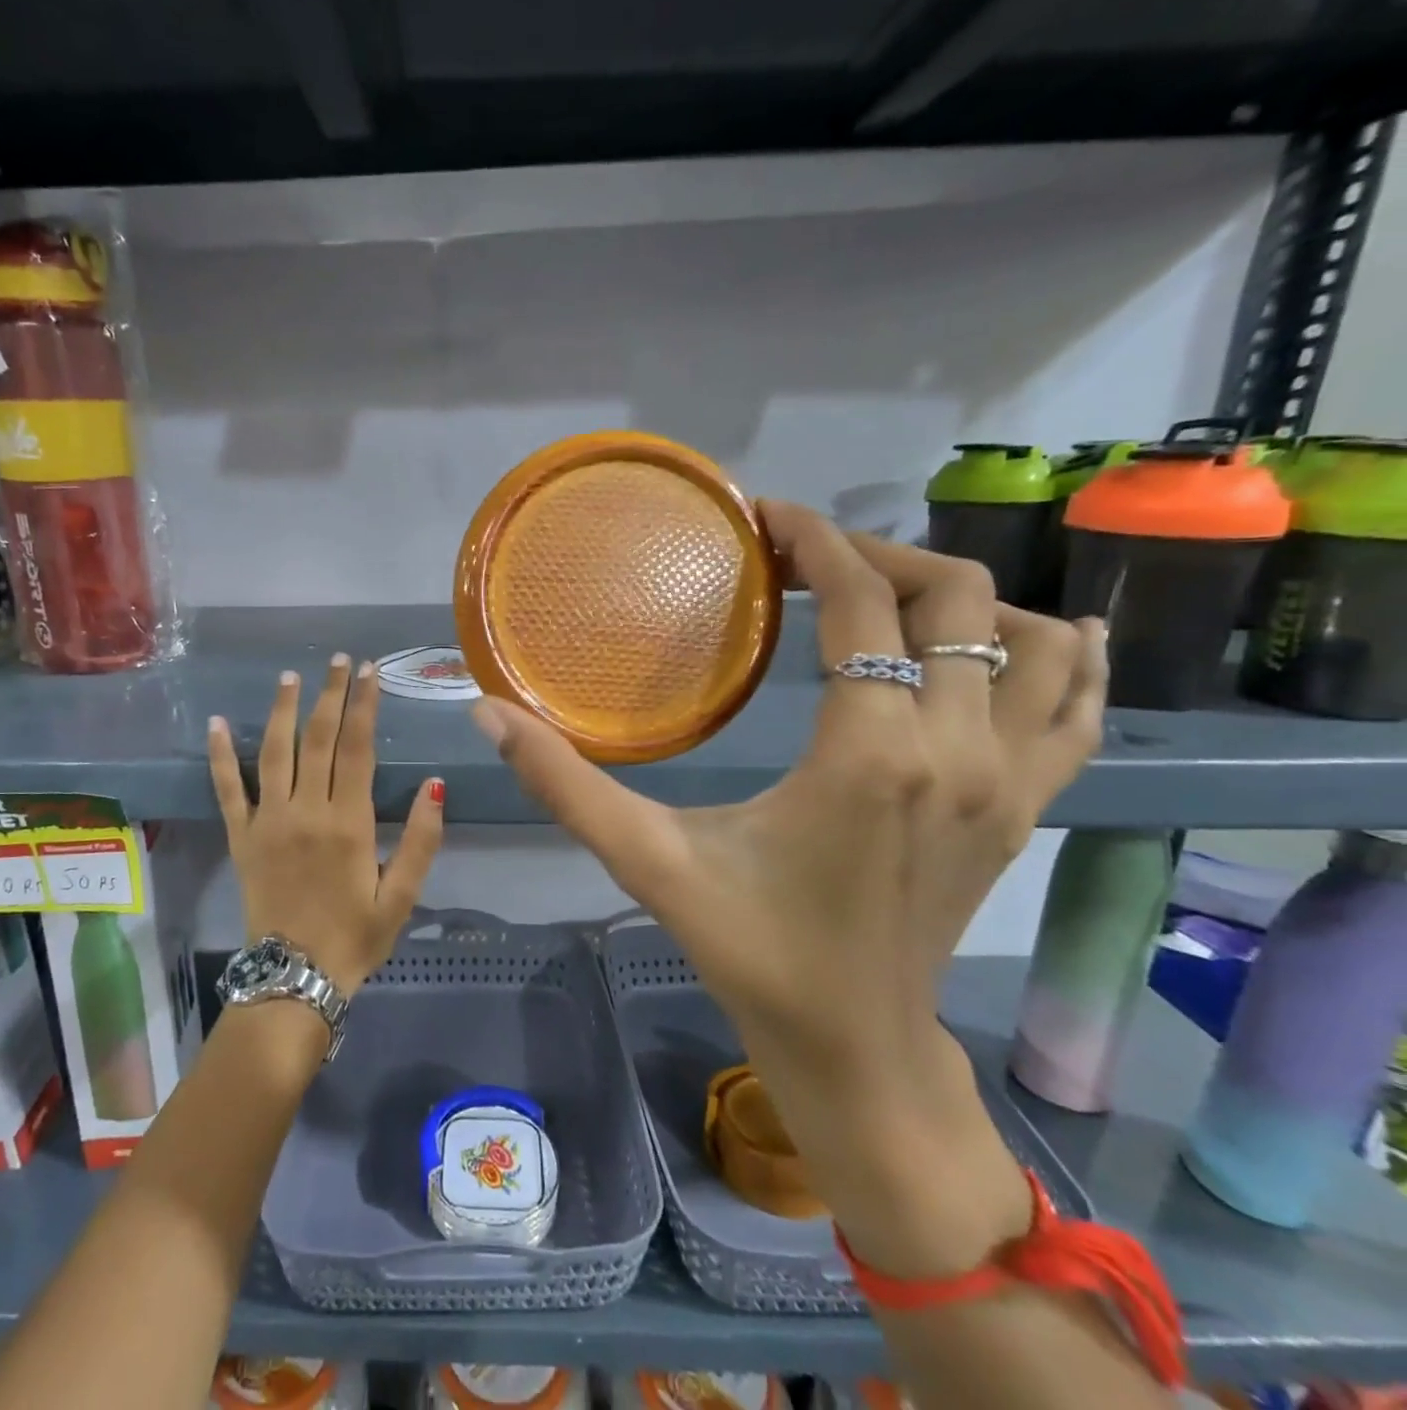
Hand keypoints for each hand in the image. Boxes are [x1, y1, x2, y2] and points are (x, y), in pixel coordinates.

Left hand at [208, 655, 444, 993]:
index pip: (357, 748)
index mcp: (349, 823)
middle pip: (318, 739)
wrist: (294, 978)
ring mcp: (268, 822)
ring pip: (275, 752)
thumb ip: (422, 841)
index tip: (369, 672)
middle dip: (330, 694)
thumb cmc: (355, 937)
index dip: (364, 705)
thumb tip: (435, 785)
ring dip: (284, 710)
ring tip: (292, 676)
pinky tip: (218, 723)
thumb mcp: (403, 896)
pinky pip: (227, 789)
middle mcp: (306, 811)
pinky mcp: (241, 837)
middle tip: (339, 660)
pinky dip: (220, 755)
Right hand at [471, 501, 1106, 1088]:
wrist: (852, 1046)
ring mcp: (1009, 781)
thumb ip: (564, 783)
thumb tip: (488, 714)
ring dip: (962, 597)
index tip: (767, 519)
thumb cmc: (749, 950)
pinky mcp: (1025, 808)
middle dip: (877, 555)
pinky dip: (1059, 655)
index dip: (816, 540)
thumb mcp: (647, 861)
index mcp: (869, 755)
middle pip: (953, 598)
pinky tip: (1023, 638)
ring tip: (886, 596)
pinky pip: (1078, 705)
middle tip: (806, 559)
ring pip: (1033, 639)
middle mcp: (959, 752)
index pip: (863, 601)